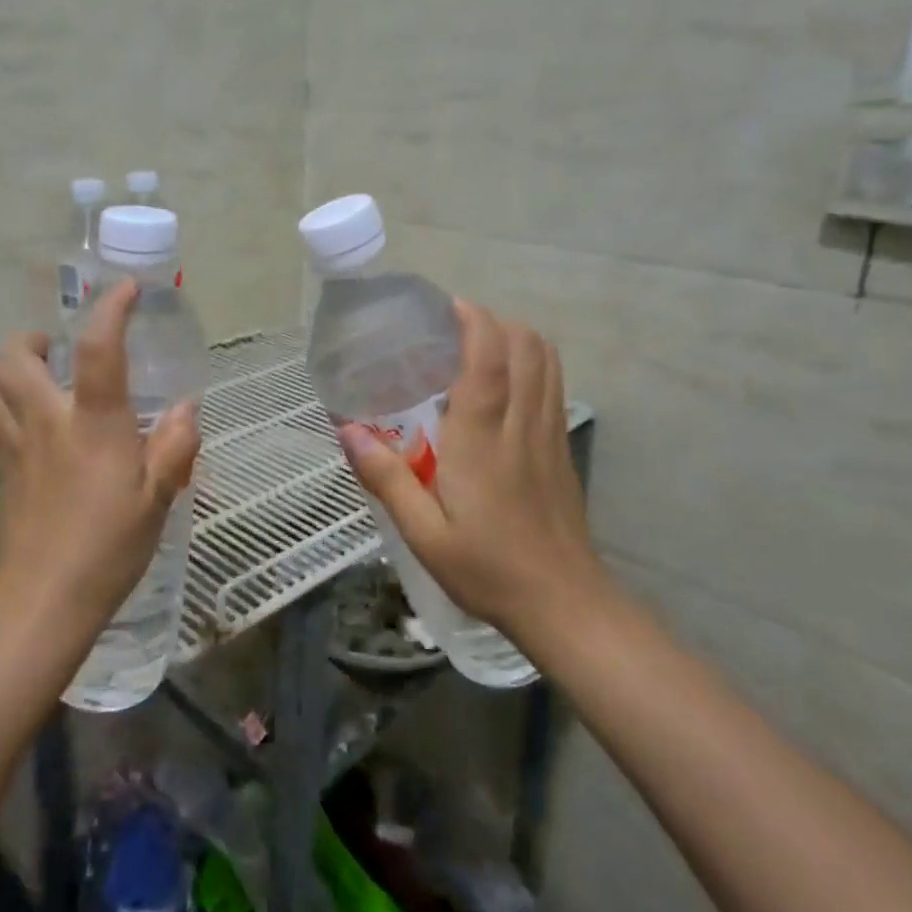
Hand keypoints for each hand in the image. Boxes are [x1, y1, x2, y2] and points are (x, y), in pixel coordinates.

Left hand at [0, 281, 200, 636]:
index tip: (125, 290)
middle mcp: (46, 421)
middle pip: (14, 356)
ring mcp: (13, 444)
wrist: (45, 598)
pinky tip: (20, 416)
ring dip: (4, 366)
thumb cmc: (110, 546)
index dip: (111, 308)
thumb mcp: (158, 497)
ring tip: (34, 376)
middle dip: (31, 338)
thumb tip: (186, 407)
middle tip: (58, 350)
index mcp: (93, 424)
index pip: (98, 349)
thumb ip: (175, 446)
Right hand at [338, 300, 605, 646]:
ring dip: (516, 338)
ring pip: (547, 360)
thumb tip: (348, 431)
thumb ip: (386, 478)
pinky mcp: (562, 447)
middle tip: (454, 330)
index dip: (473, 320)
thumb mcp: (423, 533)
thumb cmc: (487, 568)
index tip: (447, 307)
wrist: (563, 603)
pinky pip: (553, 384)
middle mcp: (521, 423)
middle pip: (526, 346)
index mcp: (482, 438)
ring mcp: (549, 433)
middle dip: (494, 322)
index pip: (489, 357)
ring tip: (478, 347)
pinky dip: (532, 363)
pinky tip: (505, 385)